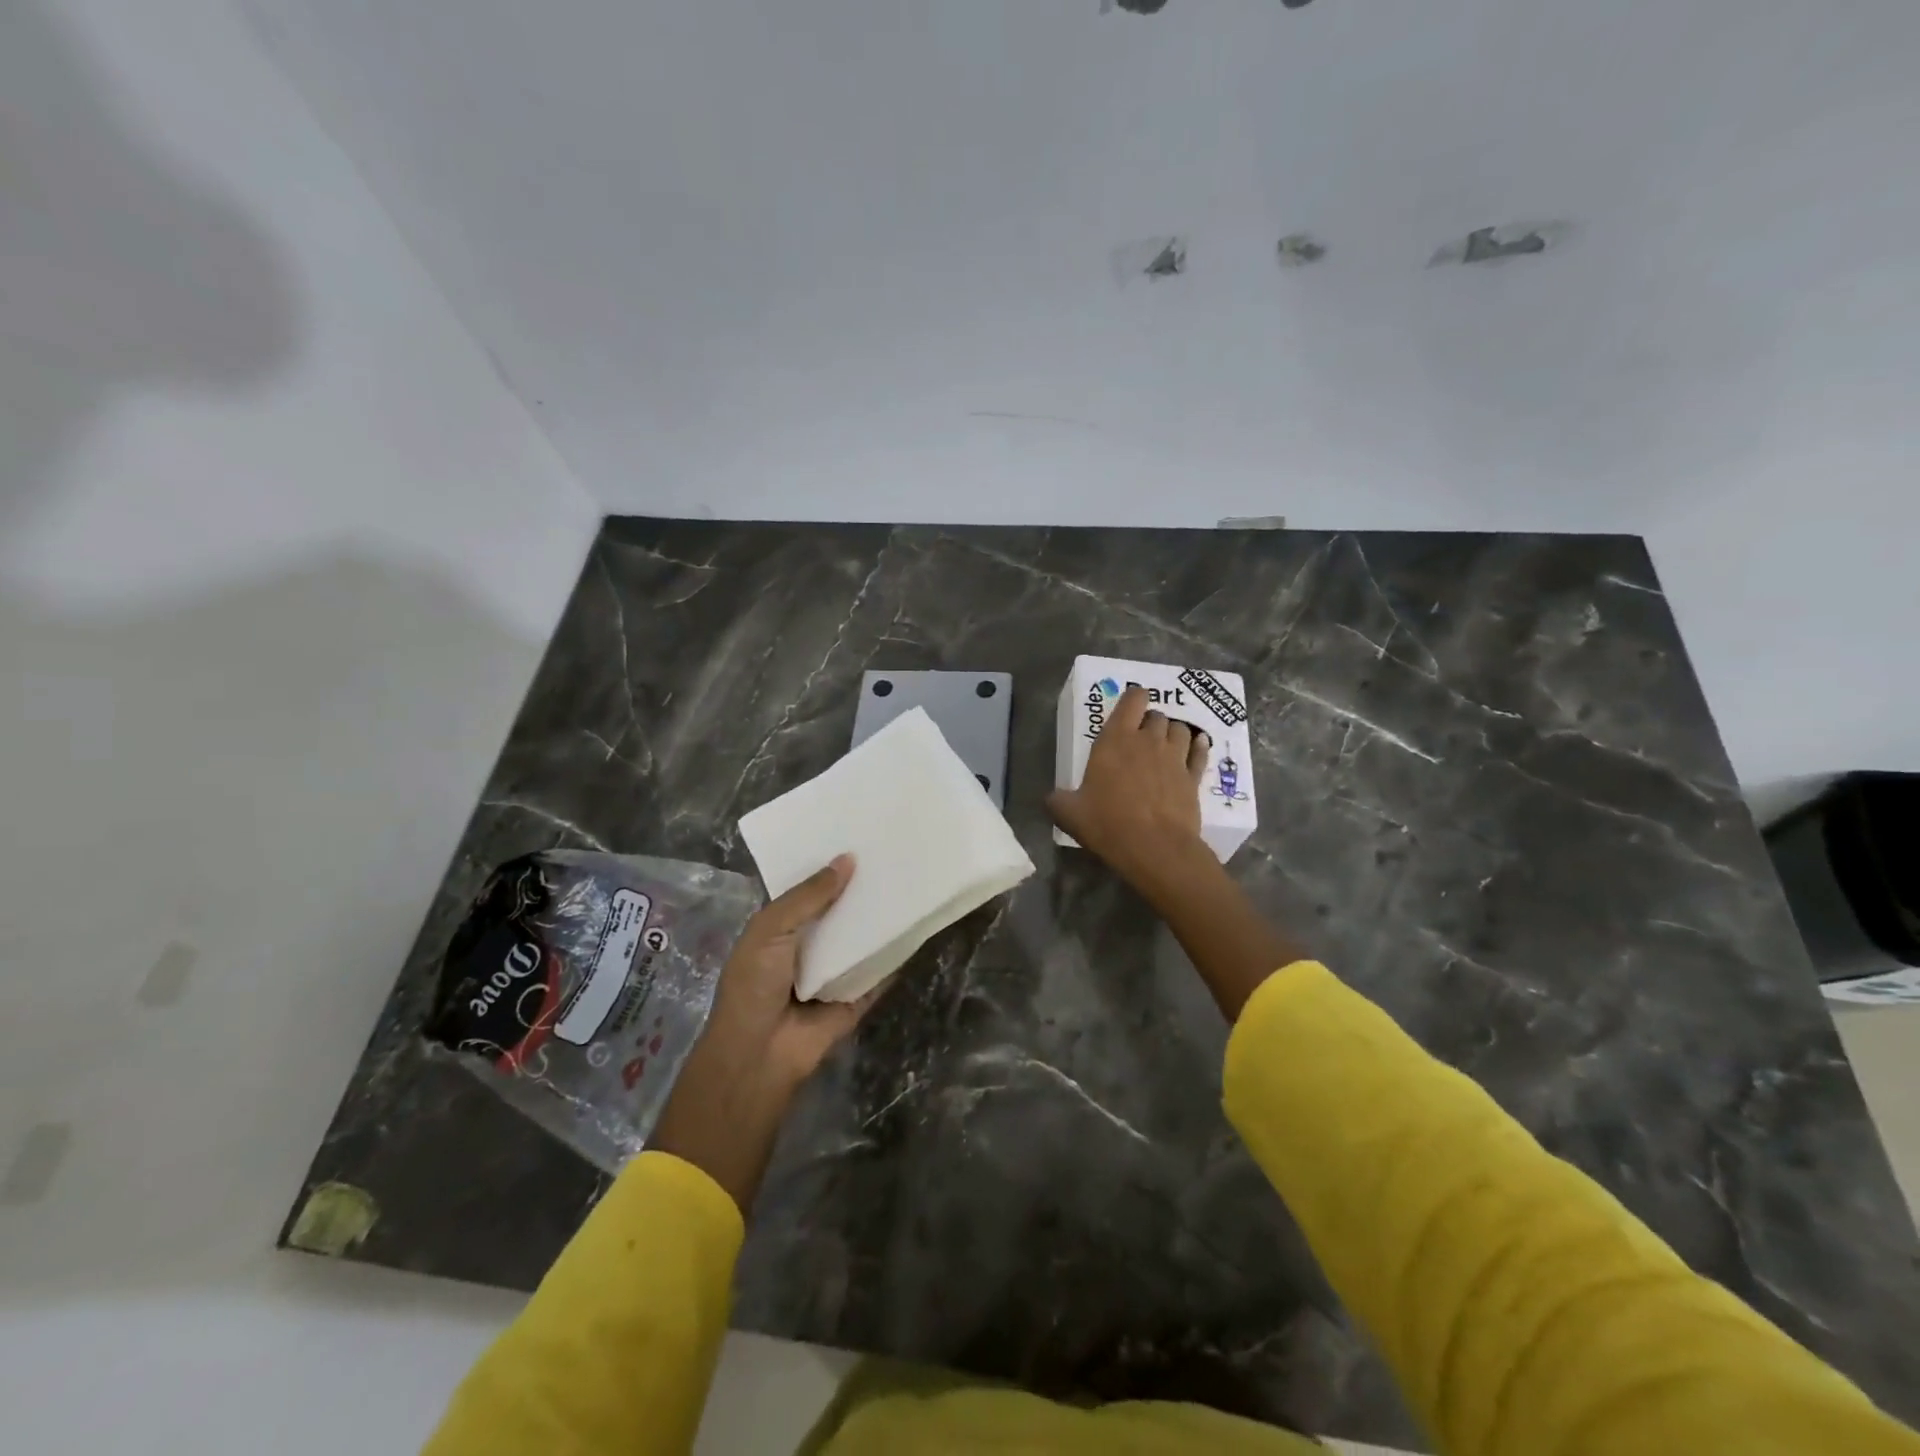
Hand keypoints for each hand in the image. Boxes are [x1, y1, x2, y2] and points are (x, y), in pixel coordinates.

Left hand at [650, 855, 876, 1211]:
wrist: (759, 1055)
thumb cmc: (754, 985)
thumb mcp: (771, 929)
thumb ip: (808, 896)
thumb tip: (847, 859)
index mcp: (780, 929)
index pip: (808, 891)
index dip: (828, 867)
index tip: (857, 837)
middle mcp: (807, 947)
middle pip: (839, 913)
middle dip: (859, 890)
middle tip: (892, 855)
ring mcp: (833, 974)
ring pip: (861, 940)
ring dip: (879, 920)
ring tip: (910, 881)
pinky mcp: (855, 998)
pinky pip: (879, 973)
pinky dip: (896, 956)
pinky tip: (918, 928)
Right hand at [1046, 685, 1213, 893]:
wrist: (1155, 849)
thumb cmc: (1107, 823)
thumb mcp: (1069, 813)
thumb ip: (1058, 800)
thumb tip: (1051, 798)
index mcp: (1115, 740)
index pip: (1132, 699)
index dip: (1133, 698)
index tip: (1130, 707)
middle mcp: (1148, 741)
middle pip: (1157, 715)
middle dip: (1150, 722)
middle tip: (1140, 738)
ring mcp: (1175, 758)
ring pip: (1181, 730)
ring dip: (1173, 733)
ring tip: (1166, 745)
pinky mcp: (1194, 778)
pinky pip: (1200, 753)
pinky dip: (1199, 747)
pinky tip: (1197, 747)